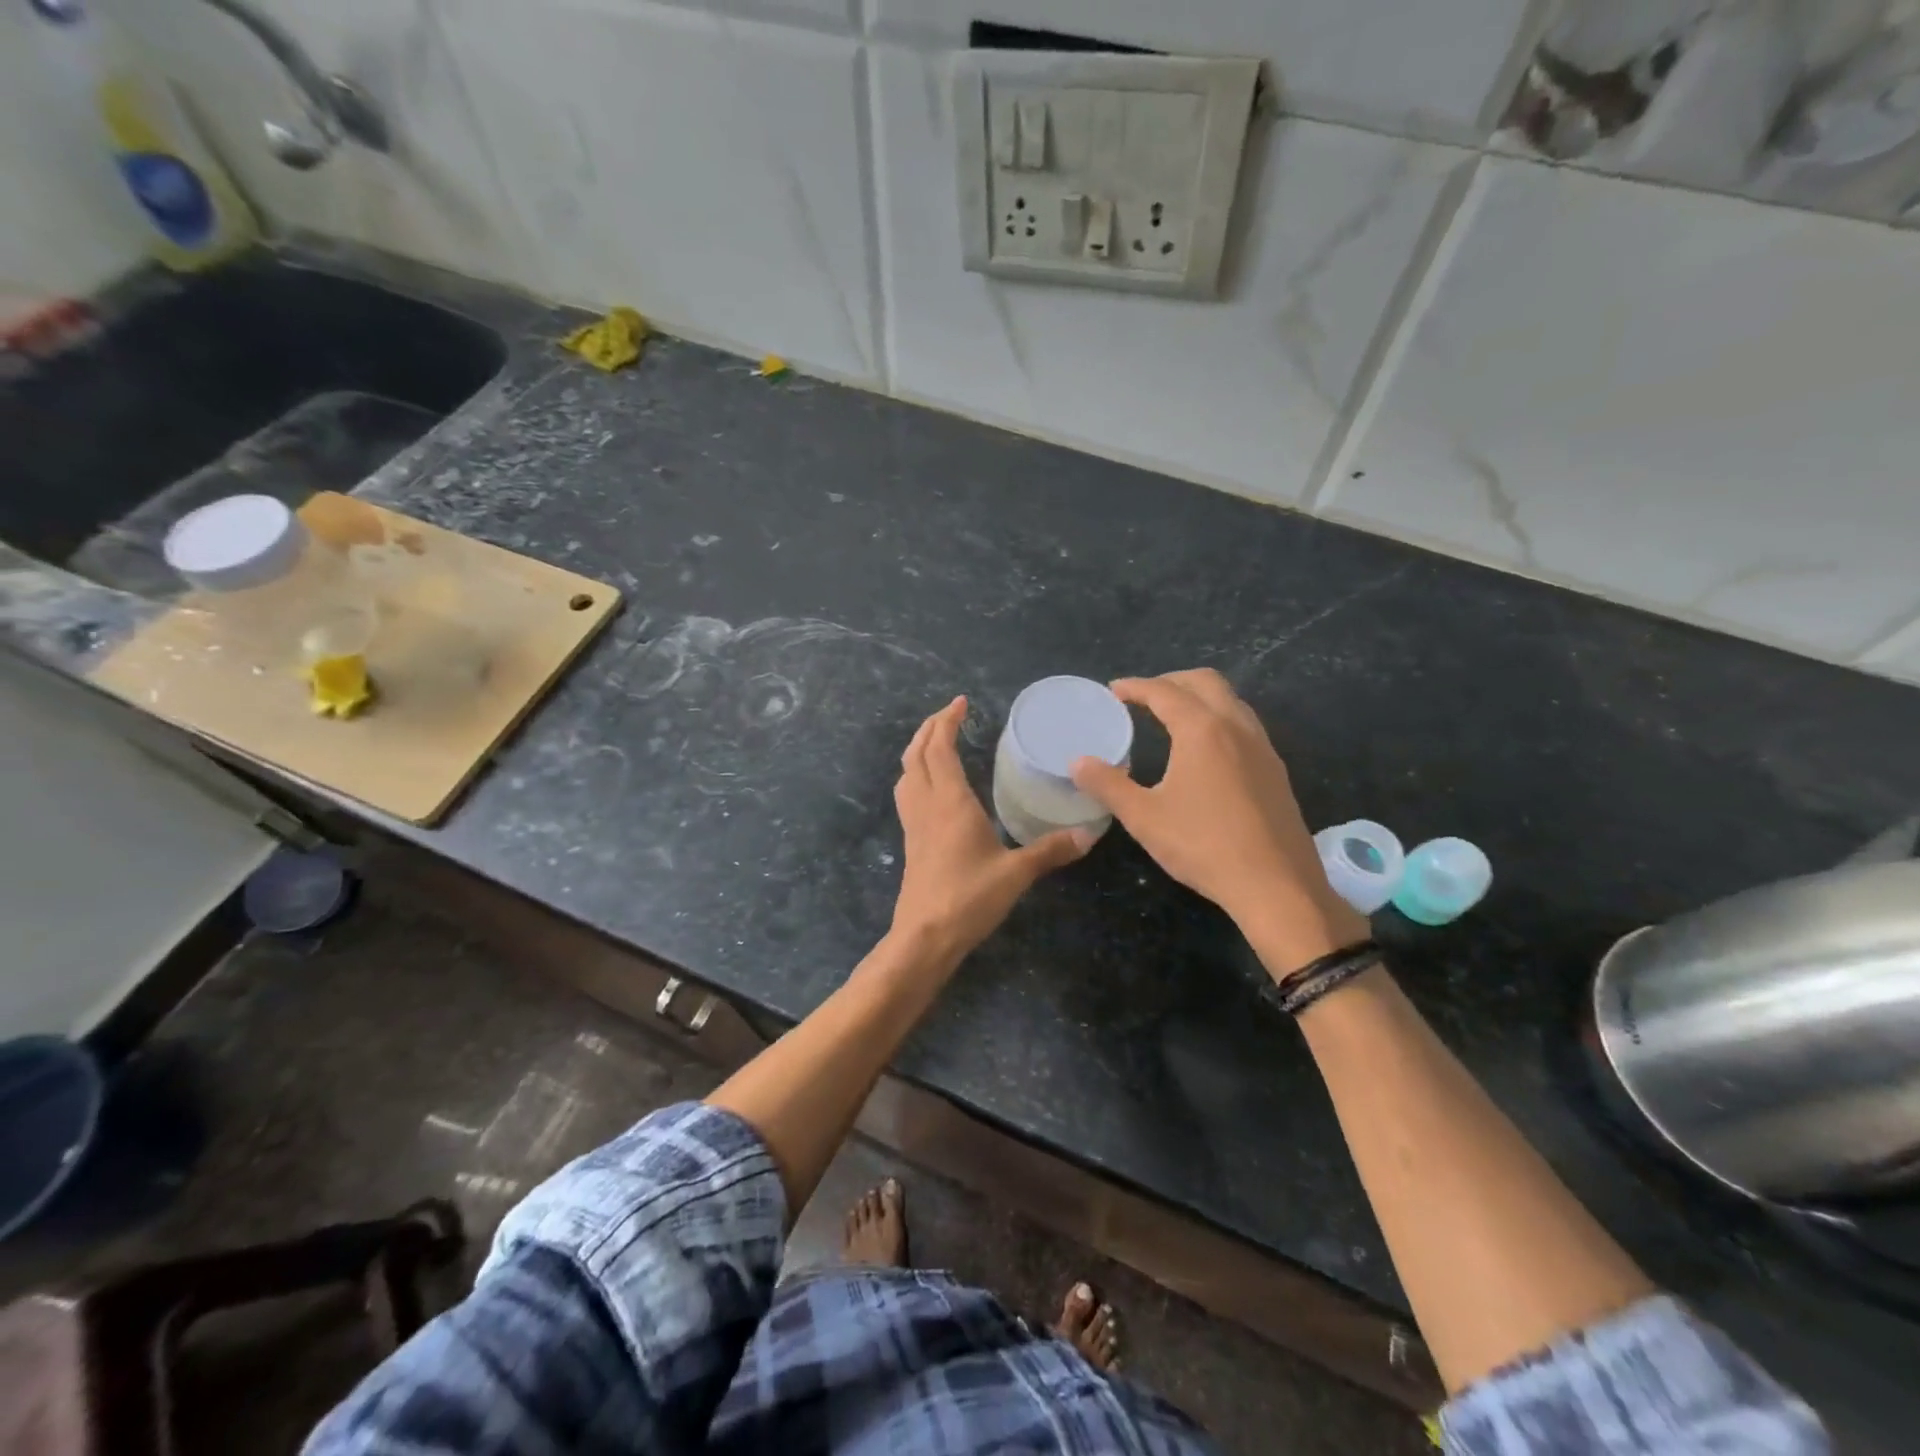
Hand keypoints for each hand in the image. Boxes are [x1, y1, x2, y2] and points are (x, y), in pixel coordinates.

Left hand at [889, 696, 1090, 965]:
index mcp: (950, 802)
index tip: (961, 702)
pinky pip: (907, 793)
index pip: (940, 748)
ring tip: (936, 740)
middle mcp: (926, 805)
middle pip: (916, 754)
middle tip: (950, 714)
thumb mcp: (1016, 873)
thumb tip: (1088, 834)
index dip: (947, 721)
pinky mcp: (911, 841)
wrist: (925, 936)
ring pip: (906, 772)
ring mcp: (913, 823)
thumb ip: (1050, 851)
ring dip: (918, 749)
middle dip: (930, 728)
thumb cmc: (969, 898)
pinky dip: (916, 774)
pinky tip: (931, 786)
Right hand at [1069, 669, 1366, 973]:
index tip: (1114, 690)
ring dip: (1200, 698)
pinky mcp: (1276, 771)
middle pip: (1205, 682)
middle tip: (1144, 697)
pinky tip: (1206, 752)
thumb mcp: (1143, 817)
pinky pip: (1245, 726)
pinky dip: (1220, 720)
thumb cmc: (1202, 845)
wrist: (1275, 885)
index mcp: (1202, 730)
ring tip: (1174, 718)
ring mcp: (1263, 748)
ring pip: (1231, 701)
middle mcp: (1236, 727)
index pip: (1164, 691)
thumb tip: (1078, 763)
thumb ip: (1108, 785)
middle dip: (1171, 681)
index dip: (1135, 687)